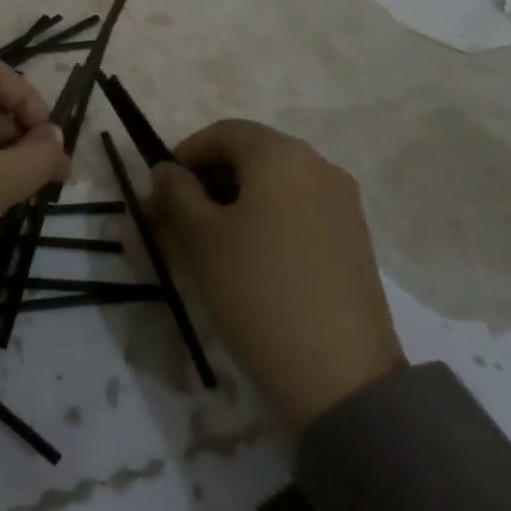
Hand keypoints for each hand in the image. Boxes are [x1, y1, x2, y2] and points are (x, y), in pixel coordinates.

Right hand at [152, 119, 403, 429]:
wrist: (341, 377)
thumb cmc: (257, 289)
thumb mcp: (202, 237)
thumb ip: (178, 192)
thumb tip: (166, 169)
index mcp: (281, 154)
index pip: (221, 133)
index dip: (183, 155)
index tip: (158, 192)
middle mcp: (317, 166)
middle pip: (249, 157)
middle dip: (205, 182)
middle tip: (172, 221)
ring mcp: (341, 204)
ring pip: (272, 187)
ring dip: (231, 203)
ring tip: (202, 245)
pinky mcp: (352, 240)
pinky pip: (296, 212)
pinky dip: (263, 222)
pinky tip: (243, 260)